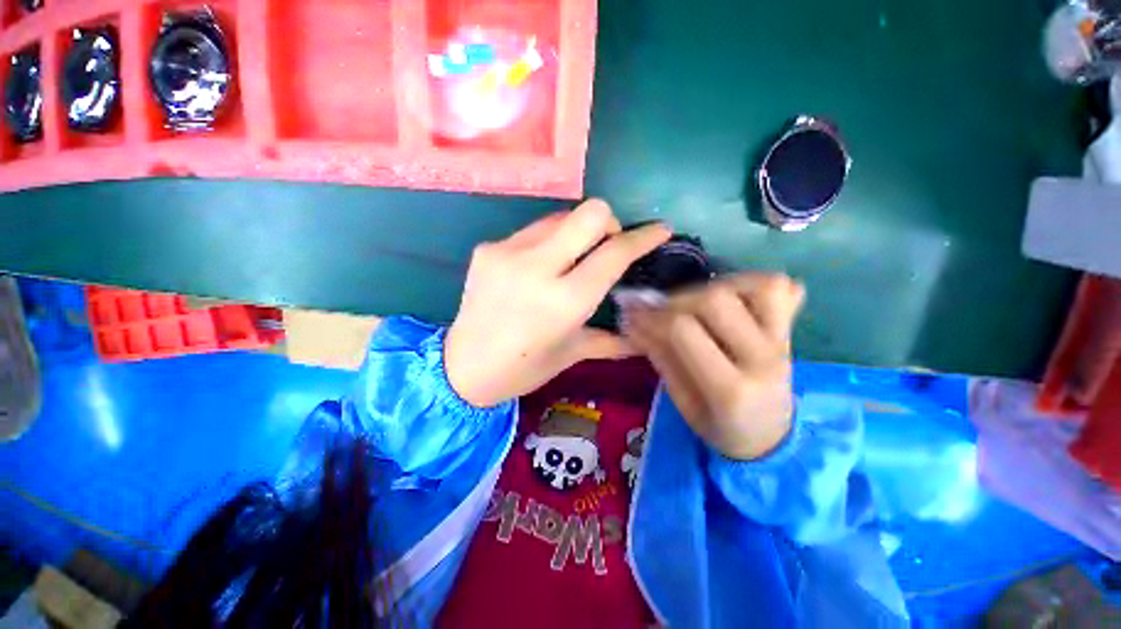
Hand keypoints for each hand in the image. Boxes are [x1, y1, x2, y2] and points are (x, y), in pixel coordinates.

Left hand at [445, 200, 671, 407]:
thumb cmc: (523, 367)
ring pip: (561, 216)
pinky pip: (532, 231)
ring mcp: (508, 252)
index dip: (643, 238)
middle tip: (607, 245)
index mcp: (565, 301)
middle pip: (590, 213)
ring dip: (576, 232)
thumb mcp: (572, 353)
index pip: (614, 253)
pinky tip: (538, 268)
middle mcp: (538, 268)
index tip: (660, 230)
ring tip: (571, 258)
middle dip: (609, 223)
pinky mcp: (488, 248)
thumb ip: (612, 339)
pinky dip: (547, 243)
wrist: (462, 367)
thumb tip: (643, 335)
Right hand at [623, 274, 804, 460]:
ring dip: (714, 286)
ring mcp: (783, 342)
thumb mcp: (680, 401)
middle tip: (660, 311)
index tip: (631, 313)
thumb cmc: (718, 426)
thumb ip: (659, 356)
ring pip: (754, 285)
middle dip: (678, 300)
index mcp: (731, 390)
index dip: (651, 316)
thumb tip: (631, 320)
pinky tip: (729, 296)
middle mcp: (764, 359)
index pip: (683, 331)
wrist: (769, 438)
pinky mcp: (789, 330)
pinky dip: (749, 282)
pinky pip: (778, 287)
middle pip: (716, 301)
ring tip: (694, 303)